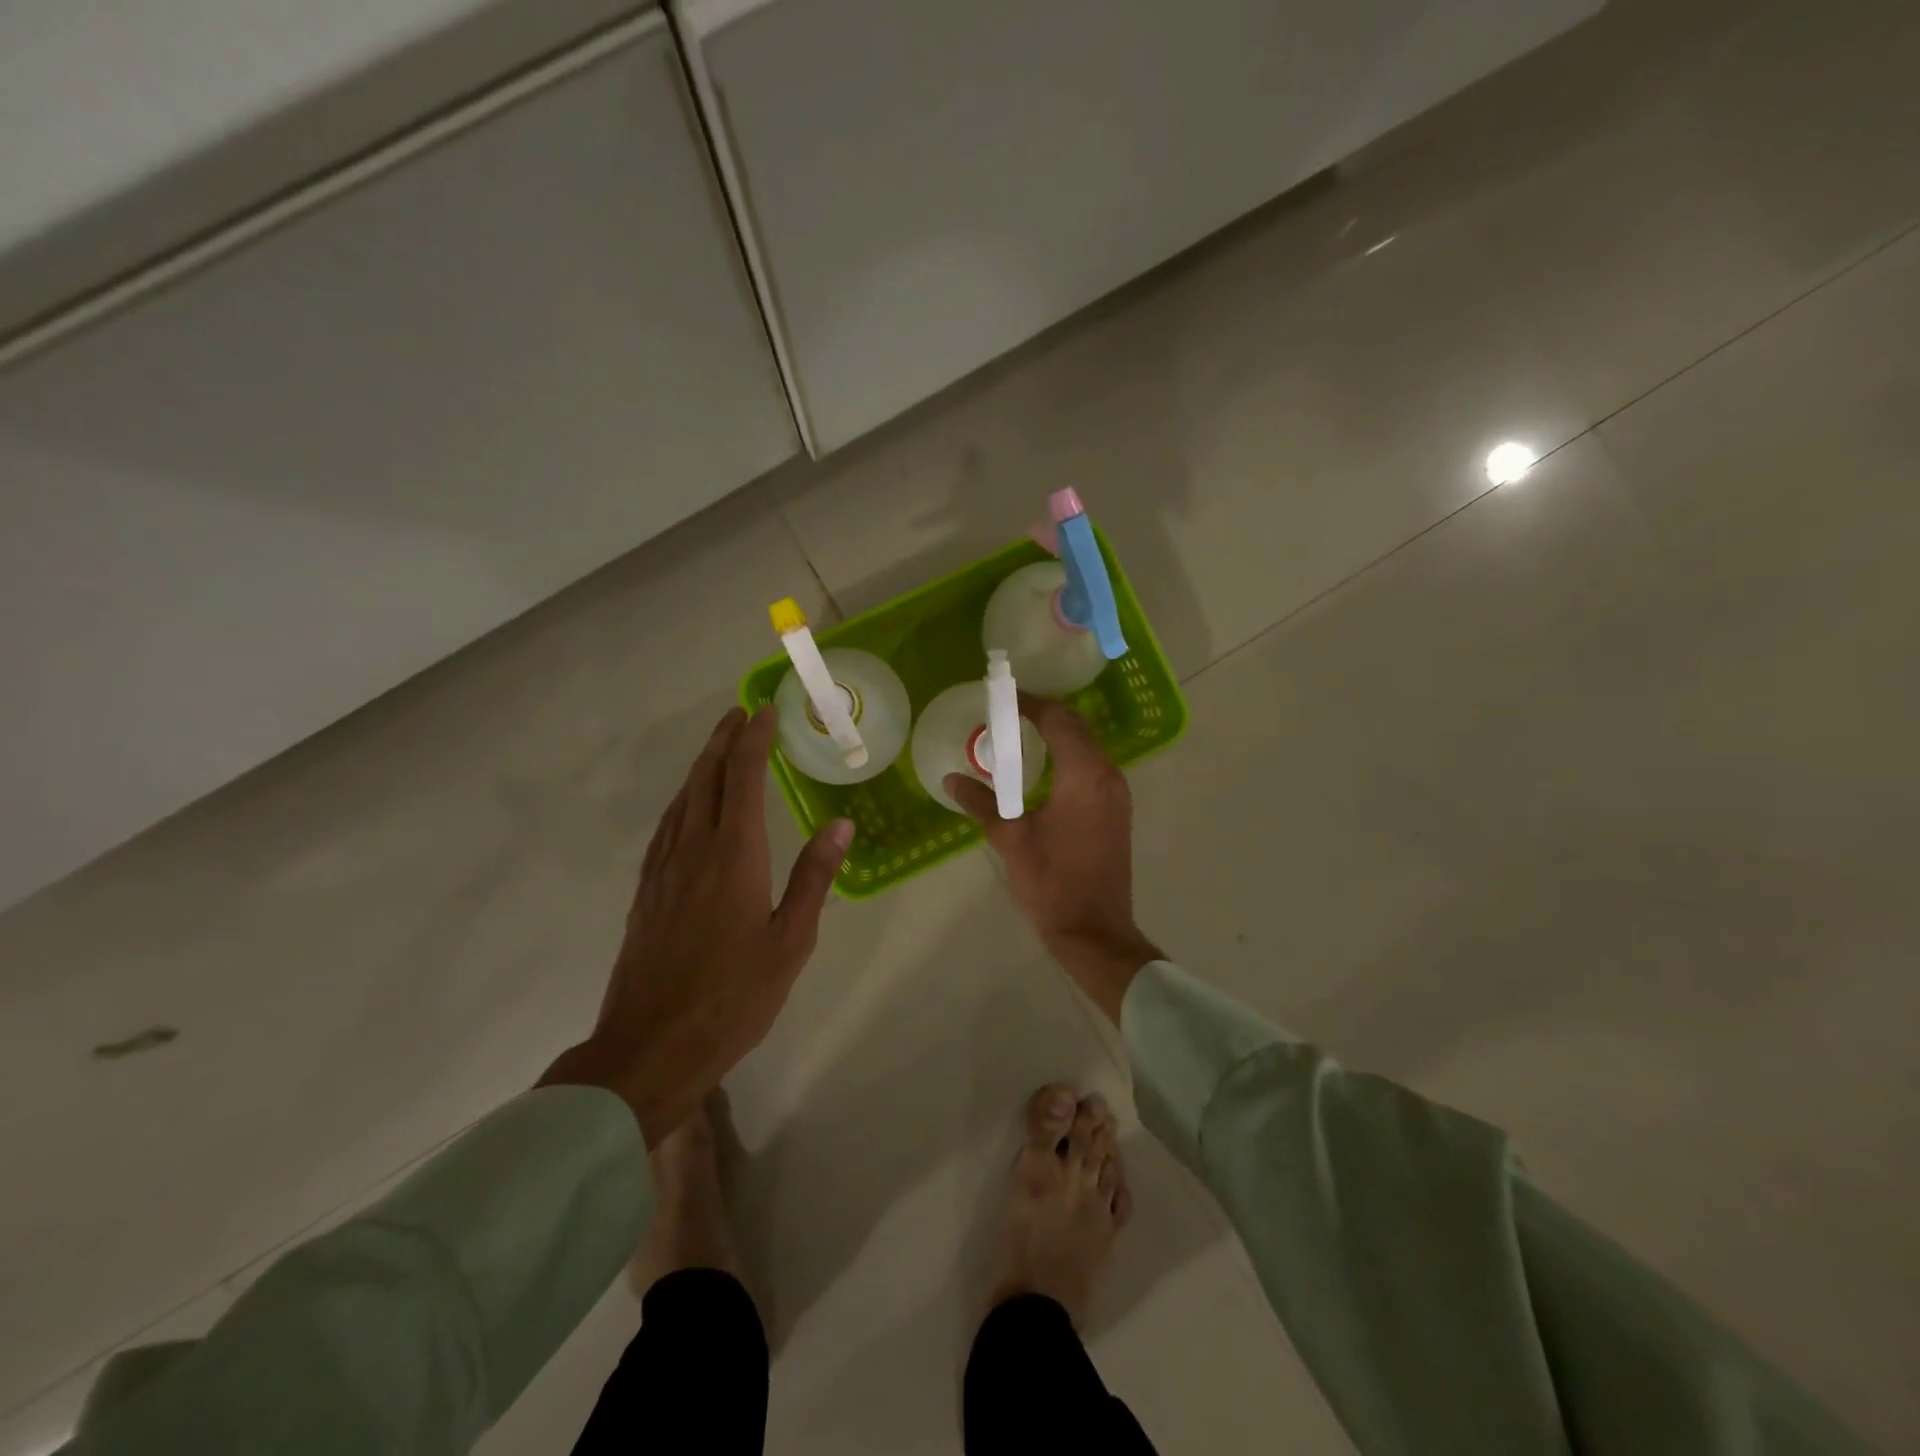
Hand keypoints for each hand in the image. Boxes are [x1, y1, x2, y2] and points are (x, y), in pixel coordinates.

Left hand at [540, 706, 852, 1145]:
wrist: (650, 1046)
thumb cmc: (733, 997)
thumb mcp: (790, 942)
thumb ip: (814, 878)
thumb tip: (841, 823)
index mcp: (734, 856)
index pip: (744, 778)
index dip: (755, 740)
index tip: (765, 712)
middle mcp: (694, 849)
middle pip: (707, 778)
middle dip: (724, 740)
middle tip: (740, 713)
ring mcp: (663, 869)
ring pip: (682, 798)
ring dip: (702, 764)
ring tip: (719, 745)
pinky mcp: (646, 890)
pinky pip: (667, 825)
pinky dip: (683, 799)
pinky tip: (688, 805)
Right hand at [946, 696, 1160, 1022]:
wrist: (1094, 930)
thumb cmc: (1050, 882)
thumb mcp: (1009, 839)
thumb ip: (980, 802)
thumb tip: (951, 779)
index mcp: (1082, 775)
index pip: (1058, 720)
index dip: (1030, 704)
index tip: (1003, 697)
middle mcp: (1107, 774)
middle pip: (1077, 727)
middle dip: (1044, 715)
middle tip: (1007, 715)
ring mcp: (1117, 793)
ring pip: (1088, 746)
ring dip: (1059, 734)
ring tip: (1021, 737)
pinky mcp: (1117, 810)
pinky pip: (1093, 766)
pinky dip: (1070, 756)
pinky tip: (1044, 770)